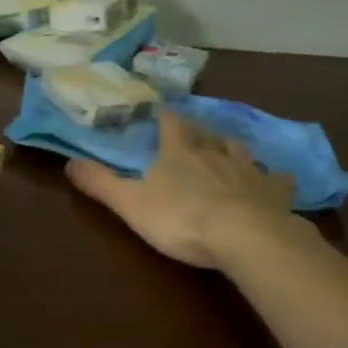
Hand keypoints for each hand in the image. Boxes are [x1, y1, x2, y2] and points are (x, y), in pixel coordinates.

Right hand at [65, 110, 298, 267]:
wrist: (244, 237)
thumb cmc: (181, 218)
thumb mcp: (130, 203)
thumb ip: (100, 183)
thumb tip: (69, 162)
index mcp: (179, 151)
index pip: (170, 123)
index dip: (164, 116)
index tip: (161, 110)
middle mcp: (214, 152)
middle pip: (206, 133)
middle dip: (198, 130)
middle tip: (194, 131)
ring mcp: (248, 170)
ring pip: (239, 150)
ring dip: (231, 146)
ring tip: (228, 147)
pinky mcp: (274, 193)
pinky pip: (277, 180)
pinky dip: (275, 178)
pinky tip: (278, 181)